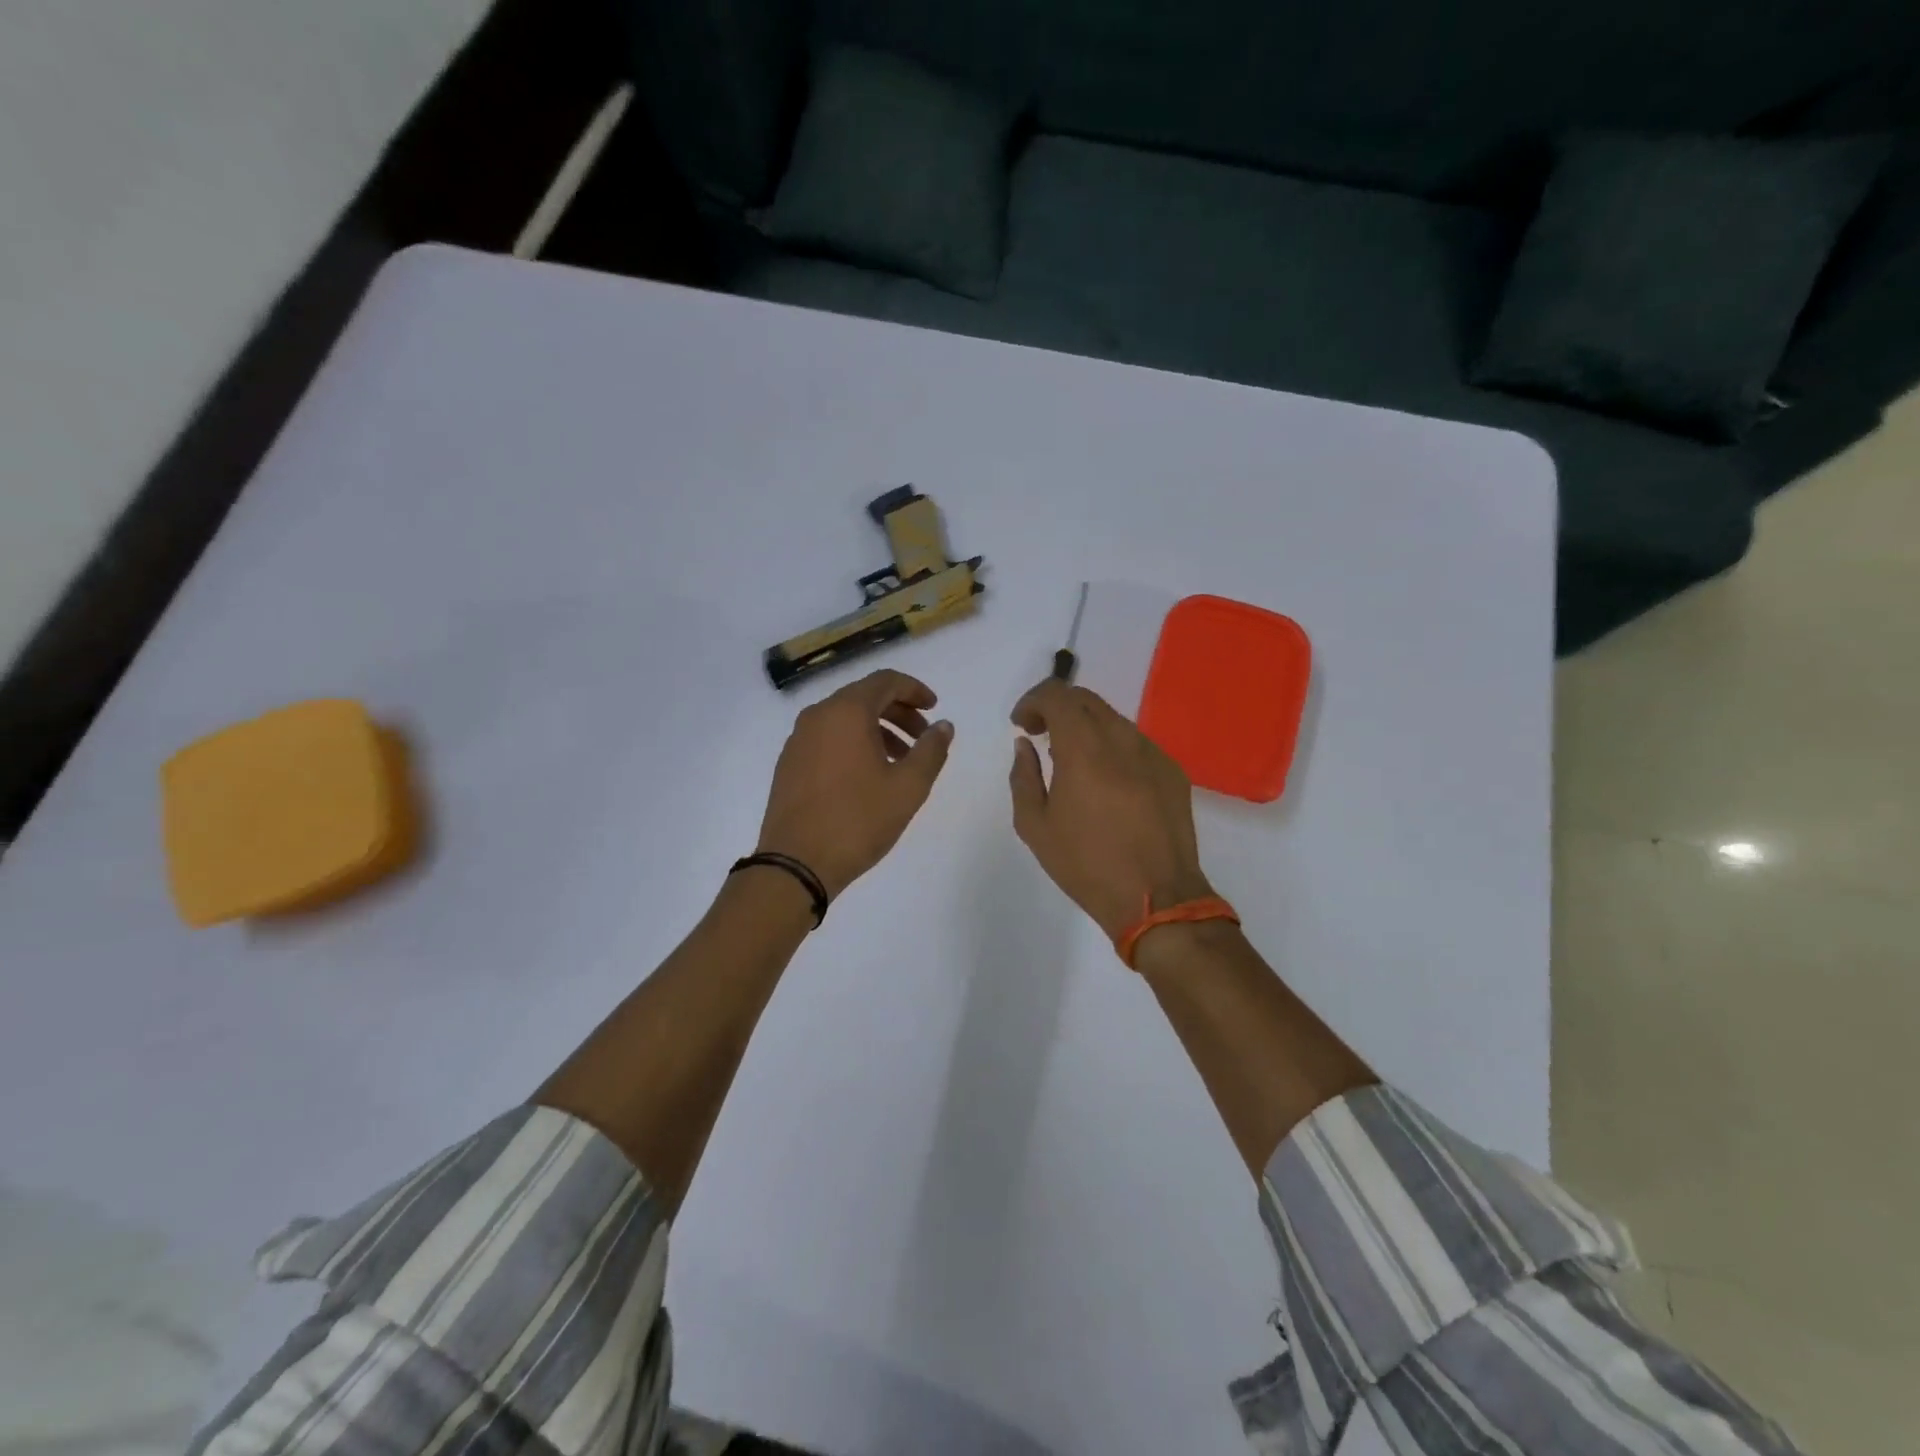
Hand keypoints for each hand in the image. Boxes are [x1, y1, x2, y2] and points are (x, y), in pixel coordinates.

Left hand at [757, 669, 953, 897]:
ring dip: (877, 731)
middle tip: (923, 738)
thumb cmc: (858, 820)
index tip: (934, 708)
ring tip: (900, 762)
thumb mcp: (908, 787)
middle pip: (863, 698)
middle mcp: (817, 716)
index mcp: (845, 712)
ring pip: (844, 719)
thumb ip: (931, 750)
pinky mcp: (788, 764)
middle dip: (898, 712)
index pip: (885, 681)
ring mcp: (798, 740)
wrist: (796, 864)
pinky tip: (868, 776)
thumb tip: (943, 725)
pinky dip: (853, 744)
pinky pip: (827, 739)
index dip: (914, 690)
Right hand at [1009, 679, 1212, 940]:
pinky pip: (1135, 743)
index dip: (1032, 700)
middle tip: (1040, 733)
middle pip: (1086, 699)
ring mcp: (1152, 752)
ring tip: (1071, 760)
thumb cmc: (1087, 864)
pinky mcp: (1172, 770)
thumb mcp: (1035, 826)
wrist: (1157, 897)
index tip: (1021, 725)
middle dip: (1057, 707)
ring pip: (1113, 719)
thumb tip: (1025, 746)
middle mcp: (1121, 739)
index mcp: (1084, 748)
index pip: (1057, 695)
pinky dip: (1112, 747)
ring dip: (1085, 727)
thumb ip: (1023, 777)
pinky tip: (1106, 781)